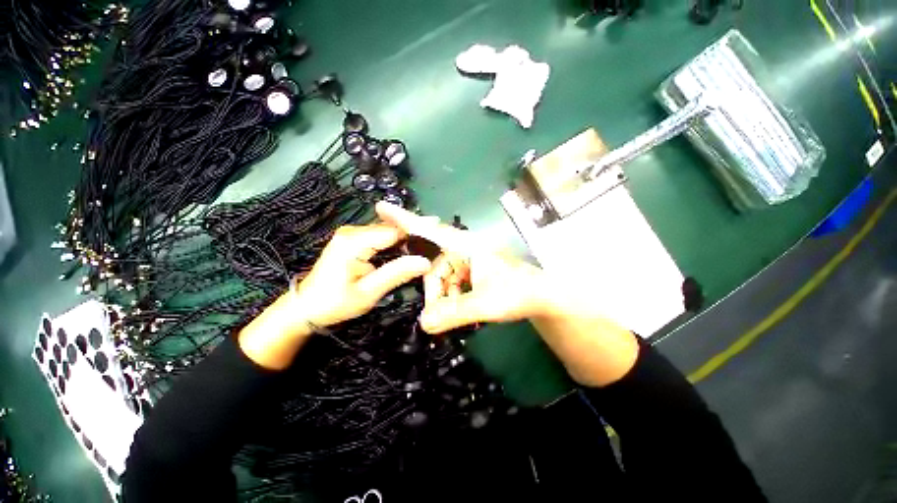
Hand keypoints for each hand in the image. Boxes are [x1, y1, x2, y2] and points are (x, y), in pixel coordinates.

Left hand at [294, 224, 431, 327]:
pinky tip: (410, 249)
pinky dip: (396, 243)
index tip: (439, 241)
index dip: (418, 234)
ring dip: (407, 239)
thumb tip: (425, 262)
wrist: (305, 307)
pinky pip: (380, 237)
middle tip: (438, 243)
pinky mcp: (353, 240)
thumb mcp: (368, 292)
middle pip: (392, 228)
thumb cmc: (334, 303)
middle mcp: (353, 232)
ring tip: (430, 245)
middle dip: (415, 235)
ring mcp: (352, 234)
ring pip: (388, 232)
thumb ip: (396, 274)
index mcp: (354, 241)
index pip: (394, 231)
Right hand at [375, 202, 548, 333]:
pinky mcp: (473, 271)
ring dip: (445, 297)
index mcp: (467, 246)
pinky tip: (463, 308)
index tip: (381, 207)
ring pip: (443, 277)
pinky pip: (452, 282)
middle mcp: (465, 249)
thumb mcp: (485, 303)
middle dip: (434, 291)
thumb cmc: (518, 293)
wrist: (542, 297)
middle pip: (434, 265)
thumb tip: (424, 324)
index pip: (431, 231)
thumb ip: (454, 313)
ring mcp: (469, 260)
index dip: (406, 220)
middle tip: (437, 315)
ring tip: (459, 314)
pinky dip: (453, 297)